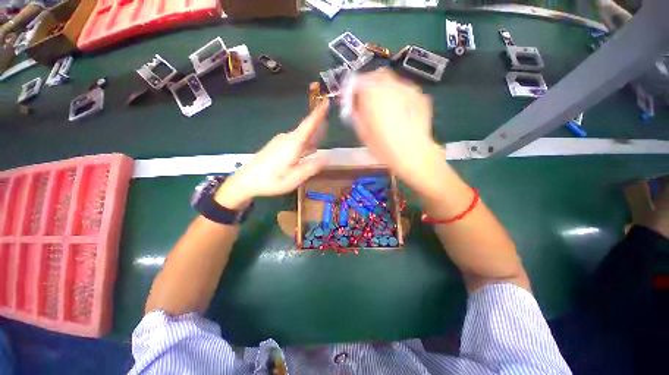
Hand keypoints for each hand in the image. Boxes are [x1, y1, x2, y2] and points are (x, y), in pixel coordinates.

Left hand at [215, 101, 328, 208]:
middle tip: (329, 127)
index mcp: (293, 143)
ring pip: (300, 136)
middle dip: (318, 127)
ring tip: (321, 140)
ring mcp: (280, 141)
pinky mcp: (276, 146)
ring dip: (312, 137)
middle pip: (305, 130)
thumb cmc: (272, 180)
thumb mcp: (295, 178)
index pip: (308, 125)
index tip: (326, 102)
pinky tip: (308, 150)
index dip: (318, 114)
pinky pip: (294, 141)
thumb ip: (311, 167)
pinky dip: (304, 143)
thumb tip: (326, 157)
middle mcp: (287, 138)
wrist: (246, 180)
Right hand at [351, 68, 444, 195]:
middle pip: (376, 76)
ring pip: (392, 82)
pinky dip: (399, 97)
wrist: (413, 153)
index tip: (353, 100)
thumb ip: (357, 114)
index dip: (353, 90)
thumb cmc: (384, 146)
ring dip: (385, 90)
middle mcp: (390, 85)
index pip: (358, 81)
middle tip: (369, 101)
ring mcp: (408, 89)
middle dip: (370, 86)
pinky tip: (400, 112)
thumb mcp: (363, 132)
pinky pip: (405, 91)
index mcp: (371, 93)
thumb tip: (355, 107)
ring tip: (386, 108)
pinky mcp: (420, 96)